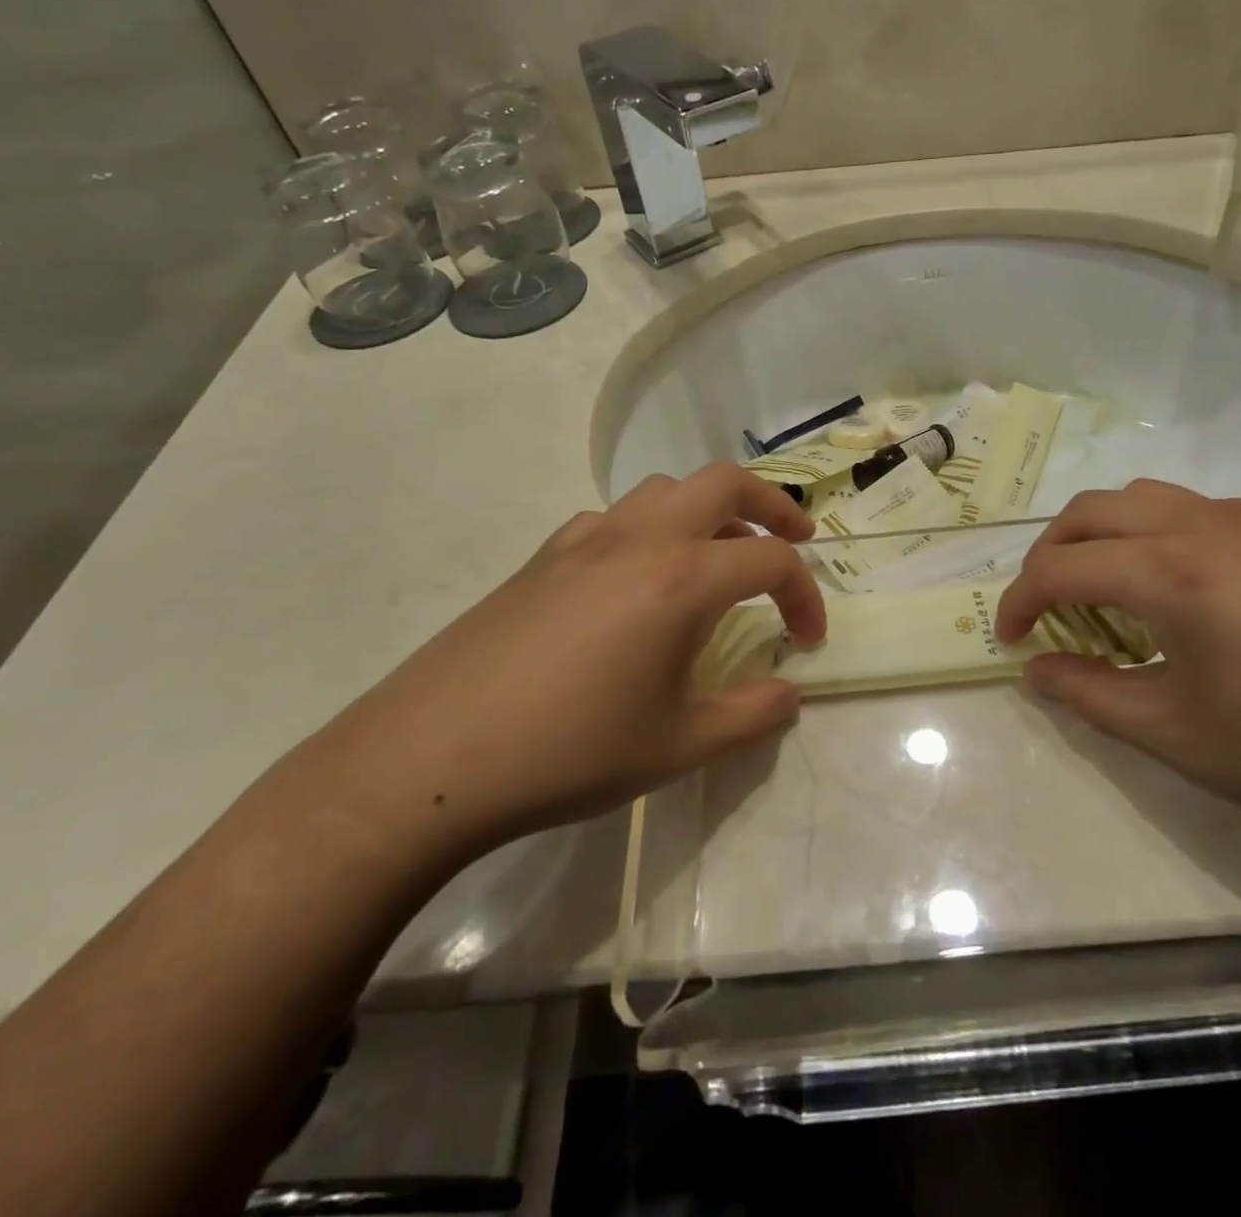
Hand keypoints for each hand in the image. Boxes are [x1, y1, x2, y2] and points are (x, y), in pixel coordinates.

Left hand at [317, 464, 825, 864]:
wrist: (431, 758)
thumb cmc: (570, 751)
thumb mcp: (679, 747)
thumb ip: (752, 717)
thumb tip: (790, 696)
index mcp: (681, 579)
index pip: (770, 560)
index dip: (805, 595)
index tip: (808, 640)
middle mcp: (638, 539)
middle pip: (723, 482)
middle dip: (772, 503)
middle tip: (796, 537)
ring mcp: (583, 540)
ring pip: (664, 489)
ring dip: (708, 509)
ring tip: (718, 556)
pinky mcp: (543, 556)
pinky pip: (614, 518)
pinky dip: (650, 529)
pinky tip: (639, 581)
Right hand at [996, 481, 1240, 832]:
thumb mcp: (1176, 732)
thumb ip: (1089, 695)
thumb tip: (1036, 671)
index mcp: (1168, 570)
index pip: (1060, 567)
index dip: (1019, 601)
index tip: (1009, 640)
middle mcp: (1198, 525)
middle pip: (1090, 512)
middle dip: (1048, 555)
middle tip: (1040, 608)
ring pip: (1138, 498)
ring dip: (1096, 535)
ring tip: (1095, 588)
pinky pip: (1184, 508)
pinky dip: (1144, 532)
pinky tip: (1164, 585)